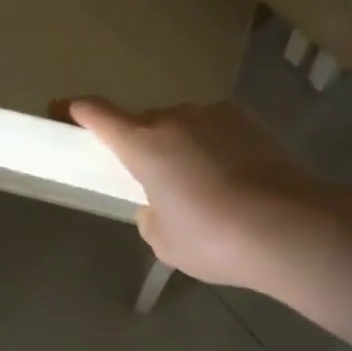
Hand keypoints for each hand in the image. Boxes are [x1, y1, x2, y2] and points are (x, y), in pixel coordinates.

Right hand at [66, 98, 322, 289]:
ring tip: (208, 188)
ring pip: (183, 126)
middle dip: (142, 146)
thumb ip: (150, 214)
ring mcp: (214, 114)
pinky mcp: (249, 120)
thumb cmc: (214, 237)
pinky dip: (216, 148)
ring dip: (182, 147)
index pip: (96, 113)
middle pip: (144, 124)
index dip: (73, 110)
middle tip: (158, 184)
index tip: (60, 111)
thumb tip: (159, 203)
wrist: (292, 227)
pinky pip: (217, 130)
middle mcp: (173, 117)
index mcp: (142, 142)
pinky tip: (237, 180)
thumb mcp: (164, 240)